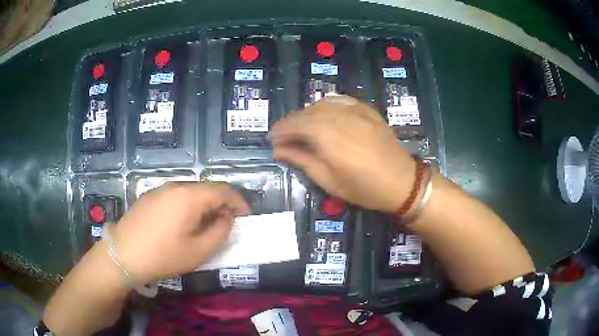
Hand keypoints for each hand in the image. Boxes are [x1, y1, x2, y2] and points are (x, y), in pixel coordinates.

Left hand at [111, 182, 249, 283]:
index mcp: (190, 196)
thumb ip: (220, 232)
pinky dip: (187, 205)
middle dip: (221, 203)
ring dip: (203, 204)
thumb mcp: (199, 251)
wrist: (123, 254)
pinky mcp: (149, 197)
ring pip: (190, 192)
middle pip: (206, 189)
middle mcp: (175, 186)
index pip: (222, 190)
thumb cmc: (163, 255)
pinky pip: (175, 196)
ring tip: (205, 224)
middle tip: (226, 222)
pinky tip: (182, 223)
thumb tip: (227, 218)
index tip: (245, 214)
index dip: (238, 201)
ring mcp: (160, 190)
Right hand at [271, 95, 415, 212]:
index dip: (282, 130)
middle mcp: (341, 118)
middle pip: (308, 113)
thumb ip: (302, 160)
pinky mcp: (366, 110)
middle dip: (291, 122)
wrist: (401, 181)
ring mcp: (356, 111)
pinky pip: (340, 100)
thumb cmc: (364, 188)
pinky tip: (323, 113)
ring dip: (306, 113)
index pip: (297, 125)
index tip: (272, 139)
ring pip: (322, 104)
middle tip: (283, 135)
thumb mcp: (329, 181)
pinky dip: (326, 104)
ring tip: (301, 127)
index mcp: (330, 138)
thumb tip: (279, 150)